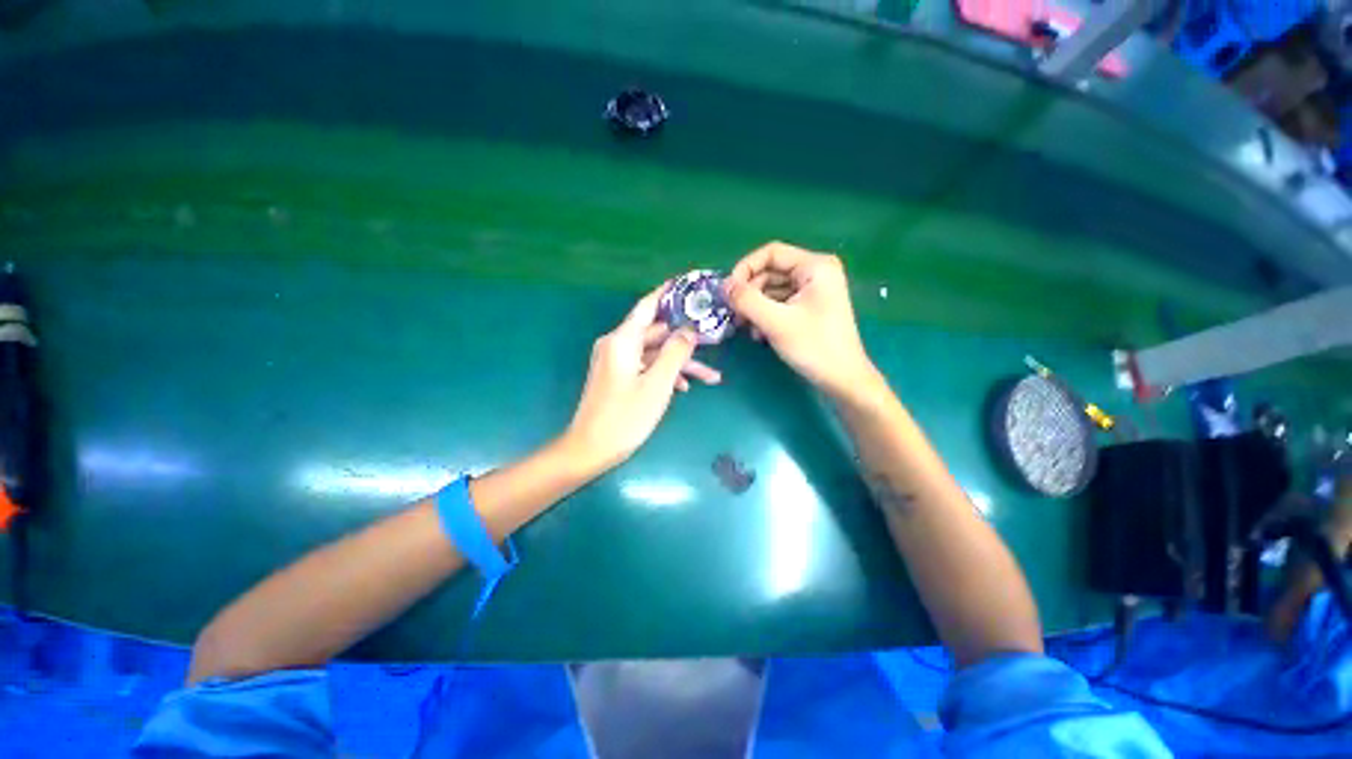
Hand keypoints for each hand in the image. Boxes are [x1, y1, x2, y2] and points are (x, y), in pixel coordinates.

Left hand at [563, 284, 721, 471]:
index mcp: (622, 340)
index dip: (669, 293)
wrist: (590, 450)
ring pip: (655, 354)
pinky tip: (685, 388)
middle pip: (657, 332)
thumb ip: (675, 353)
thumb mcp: (657, 384)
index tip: (692, 284)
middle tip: (715, 337)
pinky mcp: (619, 377)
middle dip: (686, 338)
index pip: (648, 306)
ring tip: (712, 376)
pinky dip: (665, 374)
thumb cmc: (625, 417)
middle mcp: (618, 345)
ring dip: (681, 363)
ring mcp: (618, 362)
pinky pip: (646, 367)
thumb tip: (690, 331)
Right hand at [724, 241, 878, 402]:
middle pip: (770, 272)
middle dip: (749, 292)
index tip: (728, 292)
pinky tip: (759, 334)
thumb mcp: (776, 322)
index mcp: (815, 266)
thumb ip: (747, 300)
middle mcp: (815, 272)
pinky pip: (779, 303)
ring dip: (754, 306)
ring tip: (744, 327)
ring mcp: (813, 291)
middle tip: (733, 314)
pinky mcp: (809, 308)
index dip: (745, 268)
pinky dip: (765, 315)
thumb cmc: (814, 347)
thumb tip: (724, 286)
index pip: (771, 253)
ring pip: (772, 289)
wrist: (842, 379)